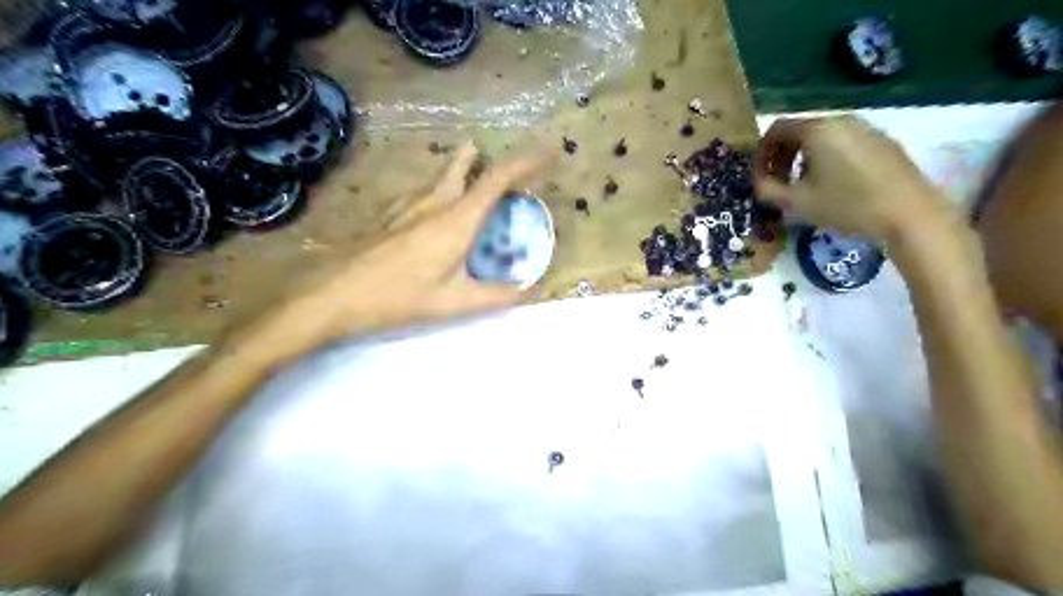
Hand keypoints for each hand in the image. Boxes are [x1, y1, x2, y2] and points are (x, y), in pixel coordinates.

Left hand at [260, 143, 546, 350]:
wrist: (335, 295)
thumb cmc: (399, 296)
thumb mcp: (455, 303)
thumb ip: (497, 296)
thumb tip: (529, 290)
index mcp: (457, 219)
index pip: (497, 179)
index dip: (526, 163)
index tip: (548, 153)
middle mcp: (434, 202)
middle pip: (464, 164)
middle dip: (487, 160)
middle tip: (504, 171)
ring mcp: (407, 205)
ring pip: (440, 175)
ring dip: (461, 170)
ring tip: (473, 177)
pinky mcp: (389, 214)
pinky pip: (421, 190)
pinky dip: (439, 189)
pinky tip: (433, 208)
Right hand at [755, 115, 944, 239]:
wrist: (909, 213)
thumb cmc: (846, 205)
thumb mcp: (797, 202)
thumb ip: (768, 190)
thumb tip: (757, 183)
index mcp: (817, 130)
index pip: (776, 129)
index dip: (761, 153)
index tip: (758, 177)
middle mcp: (841, 120)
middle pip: (799, 130)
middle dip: (781, 156)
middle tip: (777, 183)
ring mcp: (865, 128)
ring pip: (821, 136)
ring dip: (802, 158)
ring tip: (803, 185)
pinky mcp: (882, 140)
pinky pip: (843, 142)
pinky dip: (826, 157)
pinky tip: (832, 184)